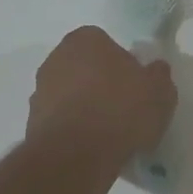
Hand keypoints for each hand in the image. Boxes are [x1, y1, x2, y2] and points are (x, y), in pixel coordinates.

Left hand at [26, 26, 175, 157]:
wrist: (77, 154)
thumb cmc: (121, 110)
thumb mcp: (160, 90)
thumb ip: (158, 75)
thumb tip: (154, 70)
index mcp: (85, 39)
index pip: (107, 44)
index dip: (124, 65)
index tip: (136, 87)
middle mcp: (56, 58)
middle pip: (85, 68)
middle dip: (101, 84)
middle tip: (124, 108)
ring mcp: (40, 90)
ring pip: (71, 94)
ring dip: (85, 107)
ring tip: (108, 133)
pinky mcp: (32, 122)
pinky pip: (61, 121)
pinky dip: (73, 129)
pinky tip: (91, 147)